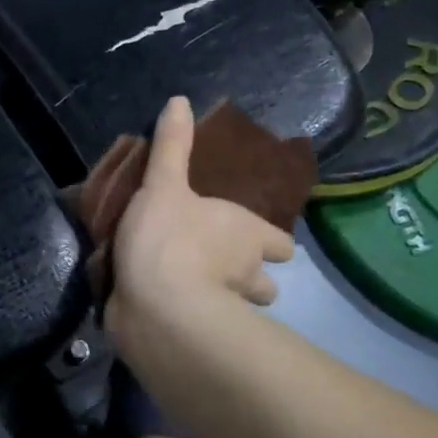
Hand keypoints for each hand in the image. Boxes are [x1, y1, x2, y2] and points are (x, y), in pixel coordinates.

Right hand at [107, 96, 294, 352]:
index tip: (256, 241)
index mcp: (248, 235)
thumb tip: (180, 99)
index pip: (281, 244)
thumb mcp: (164, 183)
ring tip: (194, 288)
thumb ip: (172, 146)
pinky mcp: (197, 338)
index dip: (271, 243)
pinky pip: (201, 327)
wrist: (156, 307)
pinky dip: (191, 319)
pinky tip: (167, 309)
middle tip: (223, 267)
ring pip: (241, 309)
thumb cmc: (169, 237)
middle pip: (266, 283)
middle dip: (252, 278)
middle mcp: (248, 274)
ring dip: (226, 301)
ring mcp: (227, 311)